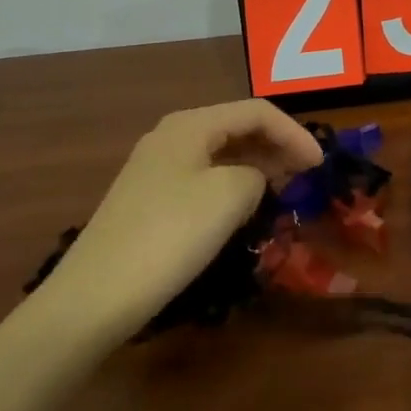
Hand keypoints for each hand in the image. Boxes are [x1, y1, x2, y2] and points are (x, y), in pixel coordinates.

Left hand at [39, 100, 322, 342]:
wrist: (91, 300)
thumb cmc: (169, 235)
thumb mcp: (230, 196)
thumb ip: (257, 174)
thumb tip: (252, 180)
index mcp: (191, 124)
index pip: (257, 111)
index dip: (295, 133)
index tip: (320, 164)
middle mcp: (171, 137)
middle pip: (237, 127)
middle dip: (276, 146)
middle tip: (307, 173)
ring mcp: (155, 169)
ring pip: (220, 154)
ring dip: (255, 166)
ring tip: (283, 189)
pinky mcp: (147, 201)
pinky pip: (202, 179)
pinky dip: (231, 185)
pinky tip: (242, 210)